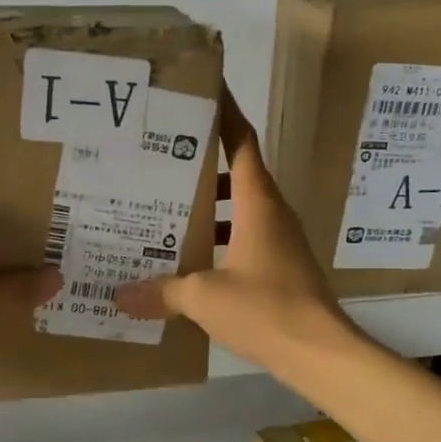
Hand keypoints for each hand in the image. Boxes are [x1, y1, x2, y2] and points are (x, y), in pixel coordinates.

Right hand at [116, 88, 354, 373]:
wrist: (319, 352)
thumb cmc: (265, 309)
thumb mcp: (204, 297)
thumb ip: (161, 292)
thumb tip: (120, 295)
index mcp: (257, 202)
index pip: (240, 142)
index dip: (224, 113)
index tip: (205, 89)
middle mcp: (272, 213)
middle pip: (237, 174)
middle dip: (201, 165)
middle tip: (160, 161)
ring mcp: (280, 241)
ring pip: (240, 209)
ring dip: (209, 208)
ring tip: (167, 211)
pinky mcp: (282, 267)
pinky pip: (245, 239)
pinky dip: (220, 241)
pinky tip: (191, 261)